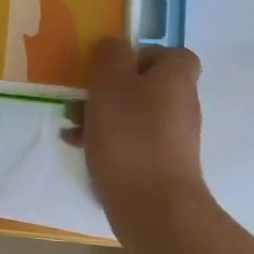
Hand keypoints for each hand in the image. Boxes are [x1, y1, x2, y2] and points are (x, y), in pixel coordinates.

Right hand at [68, 38, 206, 236]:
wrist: (152, 207)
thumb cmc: (130, 135)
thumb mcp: (110, 82)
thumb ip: (110, 55)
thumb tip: (115, 46)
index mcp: (176, 79)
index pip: (171, 54)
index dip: (142, 55)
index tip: (113, 67)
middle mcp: (181, 105)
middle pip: (145, 85)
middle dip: (109, 89)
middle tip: (81, 97)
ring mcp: (173, 139)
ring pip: (133, 114)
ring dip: (101, 115)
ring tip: (71, 126)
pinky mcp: (161, 165)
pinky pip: (131, 141)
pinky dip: (107, 141)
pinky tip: (79, 147)